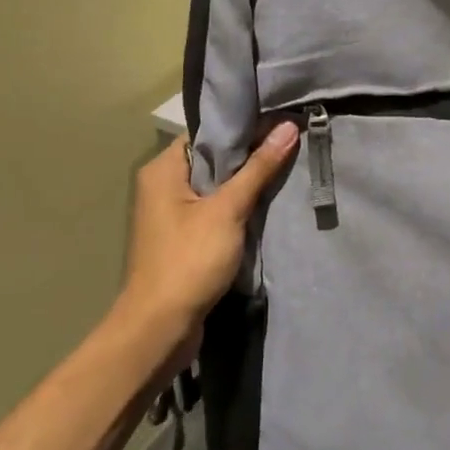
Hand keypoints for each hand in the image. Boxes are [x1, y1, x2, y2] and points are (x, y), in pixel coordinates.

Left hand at [110, 123, 298, 351]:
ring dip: (245, 183)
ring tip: (285, 169)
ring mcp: (172, 214)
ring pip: (216, 186)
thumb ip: (258, 168)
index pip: (206, 132)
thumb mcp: (228, 210)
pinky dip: (237, 207)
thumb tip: (287, 126)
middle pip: (213, 158)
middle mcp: (163, 185)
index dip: (242, 126)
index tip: (280, 121)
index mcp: (163, 169)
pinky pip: (214, 210)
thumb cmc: (189, 260)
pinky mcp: (183, 238)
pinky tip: (266, 205)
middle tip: (289, 144)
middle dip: (249, 155)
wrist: (160, 327)